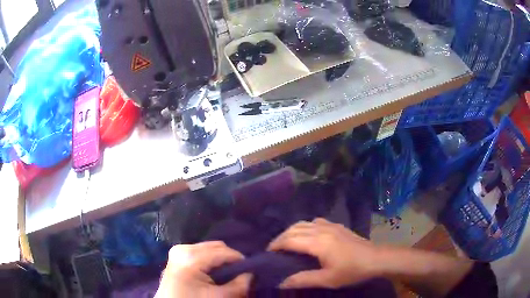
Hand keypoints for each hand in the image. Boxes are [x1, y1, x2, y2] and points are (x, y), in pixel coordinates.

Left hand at [155, 241, 251, 297]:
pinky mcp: (176, 255)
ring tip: (228, 273)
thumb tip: (251, 274)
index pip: (224, 252)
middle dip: (230, 258)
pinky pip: (199, 252)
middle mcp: (183, 248)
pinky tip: (214, 272)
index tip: (251, 269)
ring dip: (220, 259)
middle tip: (240, 272)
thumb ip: (239, 285)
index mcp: (191, 257)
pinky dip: (210, 260)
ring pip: (208, 248)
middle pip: (216, 246)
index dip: (240, 260)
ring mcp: (178, 250)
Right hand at [267, 218, 381, 288]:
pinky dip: (305, 226)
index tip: (267, 253)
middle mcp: (322, 229)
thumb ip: (303, 280)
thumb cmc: (352, 271)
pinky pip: (315, 221)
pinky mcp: (338, 226)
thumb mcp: (327, 280)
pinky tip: (308, 235)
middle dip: (281, 237)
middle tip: (274, 249)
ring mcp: (331, 225)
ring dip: (292, 230)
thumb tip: (281, 282)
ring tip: (287, 242)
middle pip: (294, 229)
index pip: (290, 240)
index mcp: (318, 242)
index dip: (276, 245)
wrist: (376, 258)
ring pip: (304, 223)